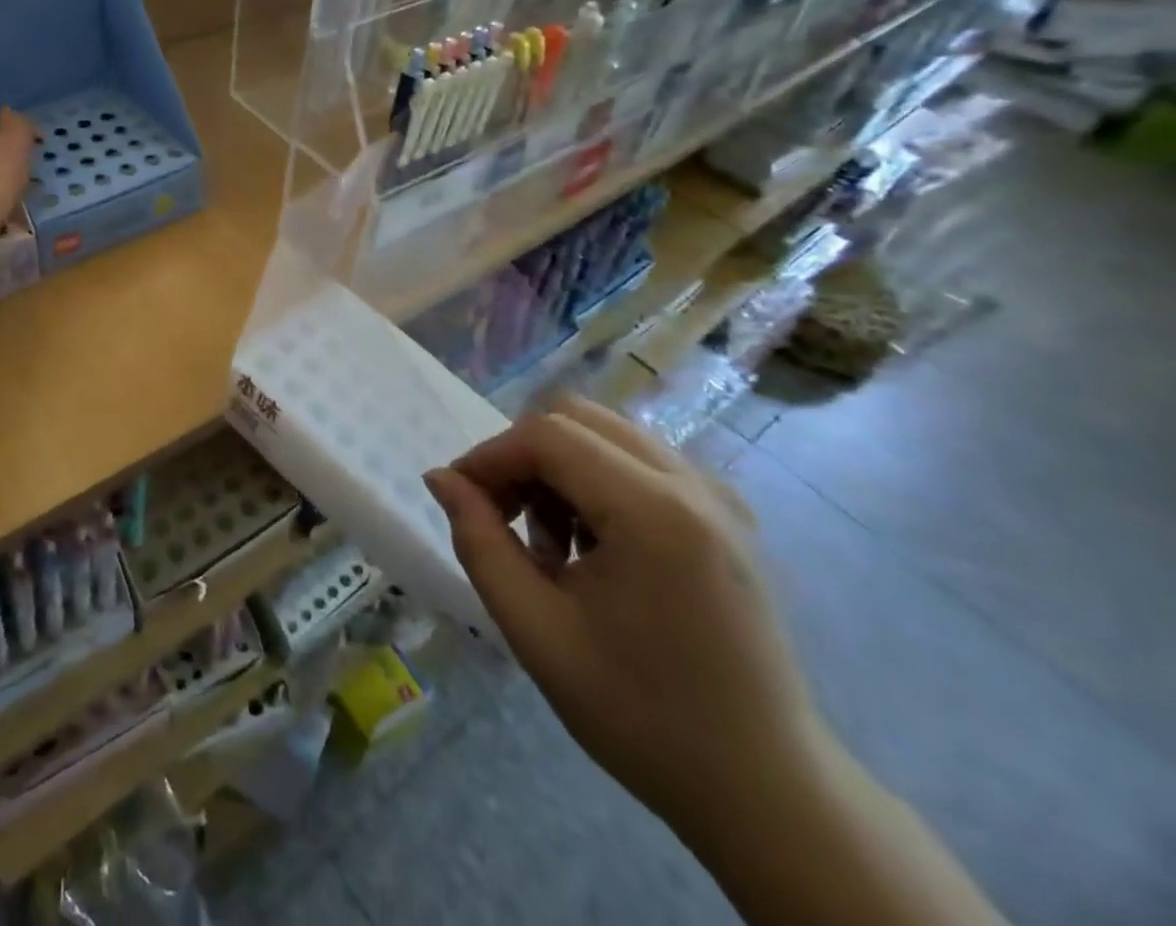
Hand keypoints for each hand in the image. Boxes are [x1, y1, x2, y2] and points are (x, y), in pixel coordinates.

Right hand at [425, 395, 826, 840]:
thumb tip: (442, 478)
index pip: (547, 435)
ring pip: (605, 435)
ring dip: (557, 470)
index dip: (490, 456)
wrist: (766, 792)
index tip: (460, 500)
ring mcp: (716, 495)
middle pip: (576, 417)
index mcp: (654, 511)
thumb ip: (480, 542)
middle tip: (500, 518)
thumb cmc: (643, 716)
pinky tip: (592, 550)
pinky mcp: (724, 514)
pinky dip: (594, 483)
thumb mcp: (537, 632)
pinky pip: (637, 462)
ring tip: (548, 547)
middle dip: (522, 456)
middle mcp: (692, 483)